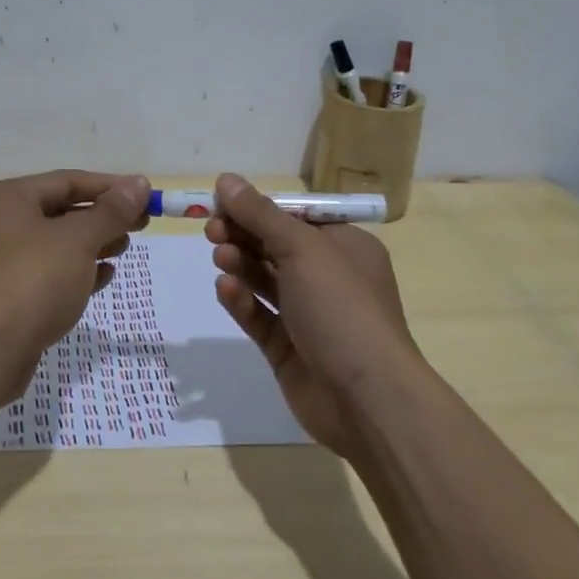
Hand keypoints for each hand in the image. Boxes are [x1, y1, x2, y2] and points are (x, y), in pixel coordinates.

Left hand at [0, 170, 149, 394]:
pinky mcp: (6, 296)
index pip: (67, 181)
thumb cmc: (32, 281)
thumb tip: (140, 184)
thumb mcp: (78, 240)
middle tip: (140, 225)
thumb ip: (111, 211)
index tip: (145, 196)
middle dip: (102, 218)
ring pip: (56, 244)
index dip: (110, 187)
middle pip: (61, 211)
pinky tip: (103, 277)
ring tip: (123, 249)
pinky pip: (47, 274)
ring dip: (92, 244)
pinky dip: (76, 271)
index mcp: (6, 198)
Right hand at [206, 173, 421, 456]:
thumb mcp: (302, 248)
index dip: (258, 208)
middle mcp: (328, 278)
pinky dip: (242, 300)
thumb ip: (260, 214)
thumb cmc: (341, 307)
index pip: (295, 217)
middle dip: (243, 234)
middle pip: (276, 246)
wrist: (367, 399)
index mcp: (344, 247)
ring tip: (220, 256)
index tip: (221, 202)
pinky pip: (260, 316)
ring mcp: (308, 316)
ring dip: (241, 264)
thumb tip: (226, 179)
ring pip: (265, 280)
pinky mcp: (289, 349)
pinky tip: (225, 289)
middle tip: (212, 229)